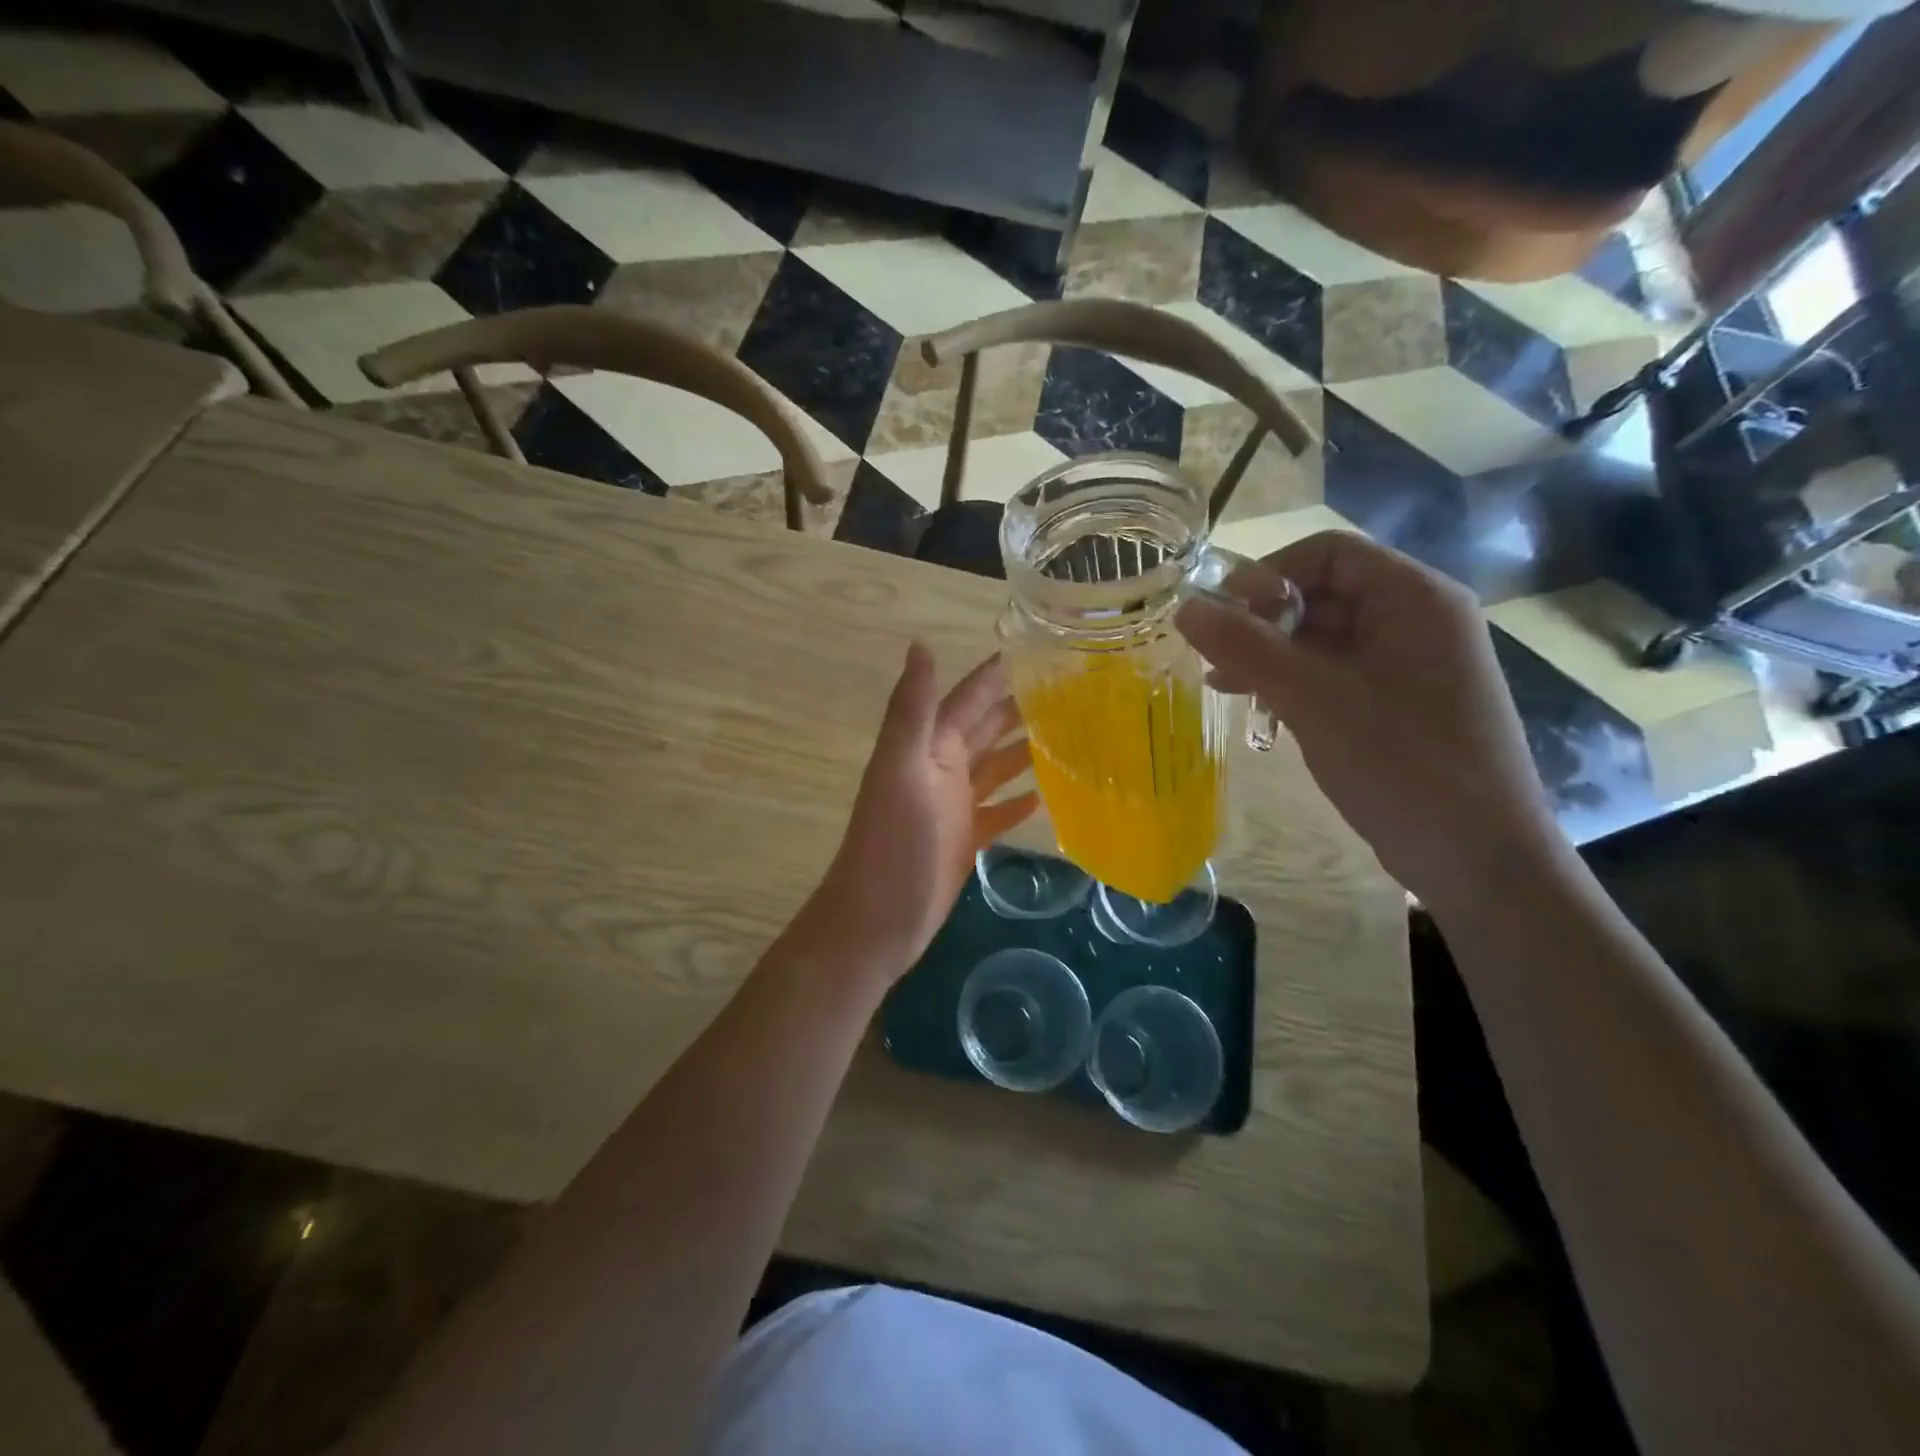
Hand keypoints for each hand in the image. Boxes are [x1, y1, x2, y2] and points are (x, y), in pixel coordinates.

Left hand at [801, 644, 1038, 977]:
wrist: (875, 923)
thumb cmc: (891, 845)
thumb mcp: (901, 770)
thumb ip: (911, 710)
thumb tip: (920, 643)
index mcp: (928, 748)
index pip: (967, 699)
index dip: (995, 674)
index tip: (1039, 648)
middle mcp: (941, 769)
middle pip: (986, 729)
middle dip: (1020, 707)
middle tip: (1072, 691)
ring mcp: (953, 807)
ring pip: (995, 768)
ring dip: (1025, 751)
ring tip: (1070, 736)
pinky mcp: (965, 841)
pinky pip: (997, 812)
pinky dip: (1018, 802)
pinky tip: (1047, 795)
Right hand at [1176, 531, 1562, 908]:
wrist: (1477, 857)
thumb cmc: (1400, 763)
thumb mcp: (1313, 699)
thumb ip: (1246, 648)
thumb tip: (1185, 607)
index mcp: (1414, 598)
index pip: (1328, 553)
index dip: (1267, 574)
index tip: (1221, 615)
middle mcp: (1417, 620)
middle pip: (1324, 592)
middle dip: (1263, 619)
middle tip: (1213, 654)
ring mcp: (1410, 664)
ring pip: (1325, 636)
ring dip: (1271, 653)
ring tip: (1221, 681)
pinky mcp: (1399, 703)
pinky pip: (1336, 673)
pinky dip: (1293, 681)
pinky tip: (1255, 703)